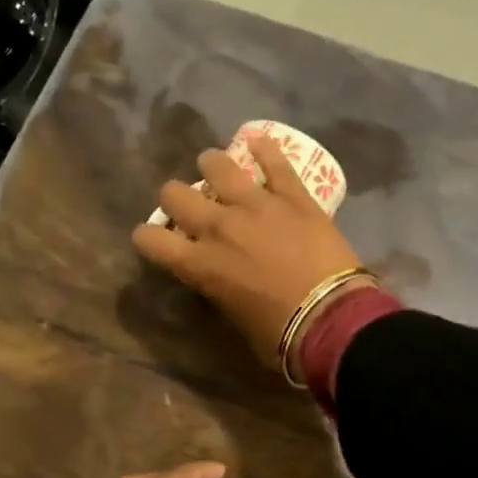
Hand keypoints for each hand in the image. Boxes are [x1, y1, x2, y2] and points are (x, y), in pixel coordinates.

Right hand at [132, 132, 366, 374]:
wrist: (331, 317)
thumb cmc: (281, 335)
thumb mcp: (235, 318)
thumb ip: (220, 289)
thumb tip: (221, 279)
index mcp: (200, 265)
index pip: (152, 240)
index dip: (146, 237)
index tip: (152, 238)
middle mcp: (219, 227)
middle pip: (175, 195)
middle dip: (175, 198)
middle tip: (188, 205)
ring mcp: (256, 205)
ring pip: (218, 166)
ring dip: (211, 166)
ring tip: (214, 168)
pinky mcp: (293, 196)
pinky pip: (274, 162)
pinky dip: (264, 150)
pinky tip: (258, 142)